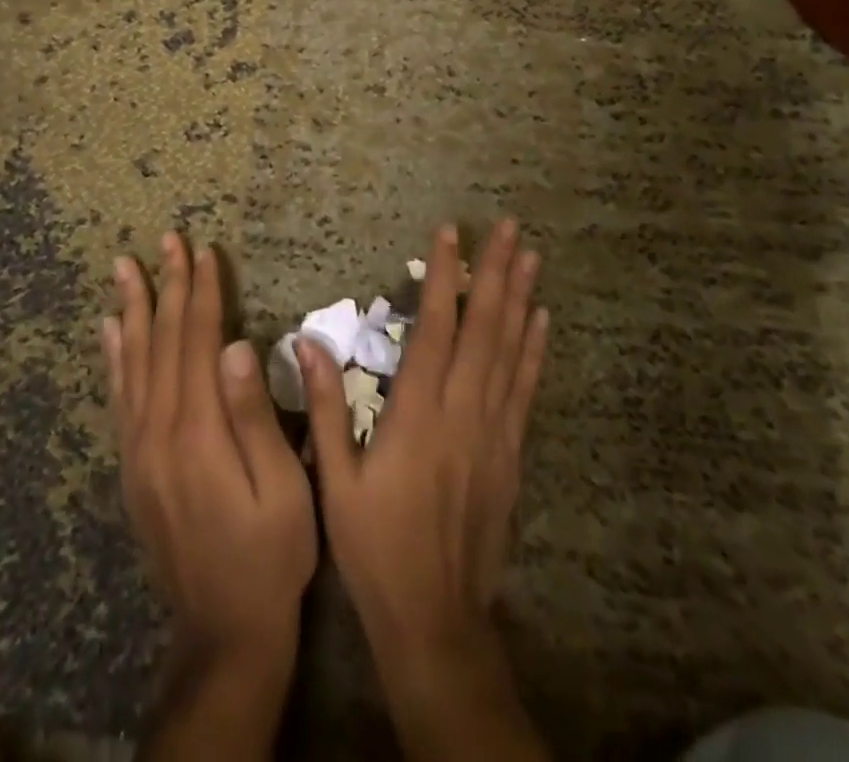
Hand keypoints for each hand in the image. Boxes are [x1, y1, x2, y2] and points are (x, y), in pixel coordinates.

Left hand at [104, 234, 316, 753]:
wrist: (222, 632)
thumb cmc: (270, 555)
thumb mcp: (282, 489)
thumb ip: (255, 416)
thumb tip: (238, 345)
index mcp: (198, 430)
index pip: (199, 341)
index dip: (202, 292)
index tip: (203, 250)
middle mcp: (159, 430)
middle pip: (163, 340)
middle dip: (168, 285)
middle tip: (166, 239)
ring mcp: (138, 448)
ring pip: (133, 361)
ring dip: (133, 308)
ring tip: (125, 267)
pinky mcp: (132, 465)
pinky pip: (118, 396)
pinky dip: (114, 356)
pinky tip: (111, 330)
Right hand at [300, 219, 549, 759]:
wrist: (435, 620)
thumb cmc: (375, 547)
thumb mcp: (334, 481)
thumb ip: (326, 408)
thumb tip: (308, 342)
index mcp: (417, 414)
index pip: (434, 328)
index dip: (443, 277)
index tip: (450, 234)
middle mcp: (463, 413)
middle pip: (483, 328)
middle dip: (495, 273)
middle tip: (508, 227)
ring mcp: (493, 433)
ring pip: (510, 352)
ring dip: (520, 299)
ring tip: (530, 257)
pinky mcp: (511, 454)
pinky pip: (525, 389)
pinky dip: (534, 350)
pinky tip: (540, 322)